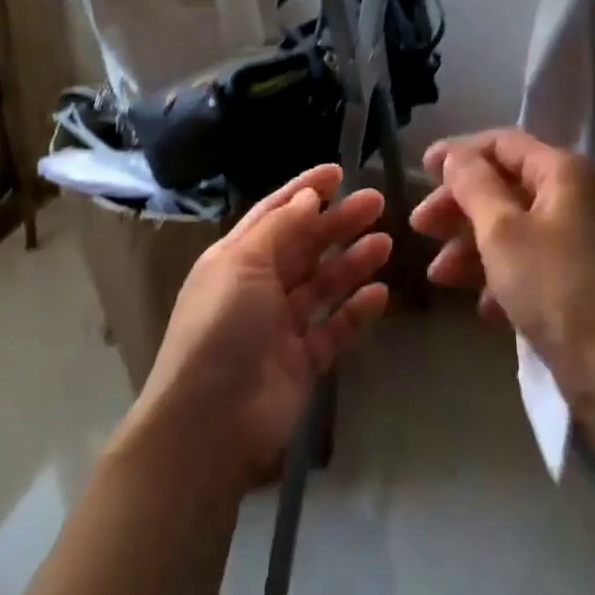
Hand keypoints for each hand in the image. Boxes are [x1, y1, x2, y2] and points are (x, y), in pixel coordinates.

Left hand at [129, 165, 391, 487]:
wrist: (209, 423)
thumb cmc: (220, 328)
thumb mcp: (242, 264)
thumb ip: (279, 227)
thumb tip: (308, 196)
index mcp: (236, 258)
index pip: (275, 213)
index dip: (305, 190)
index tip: (339, 171)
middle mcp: (259, 286)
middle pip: (304, 245)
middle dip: (338, 222)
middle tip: (376, 202)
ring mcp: (281, 326)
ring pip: (323, 284)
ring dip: (352, 261)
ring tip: (385, 242)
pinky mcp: (303, 361)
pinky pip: (334, 327)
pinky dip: (356, 310)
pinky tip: (380, 294)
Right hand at [412, 129, 594, 388]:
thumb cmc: (551, 285)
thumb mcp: (501, 229)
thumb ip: (473, 184)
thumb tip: (455, 155)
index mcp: (563, 172)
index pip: (502, 143)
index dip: (459, 152)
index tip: (421, 169)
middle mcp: (572, 196)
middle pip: (503, 185)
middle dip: (458, 206)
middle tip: (420, 226)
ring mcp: (574, 239)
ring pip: (509, 226)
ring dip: (469, 245)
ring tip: (438, 275)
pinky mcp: (572, 278)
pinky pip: (525, 261)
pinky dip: (497, 275)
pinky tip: (480, 306)